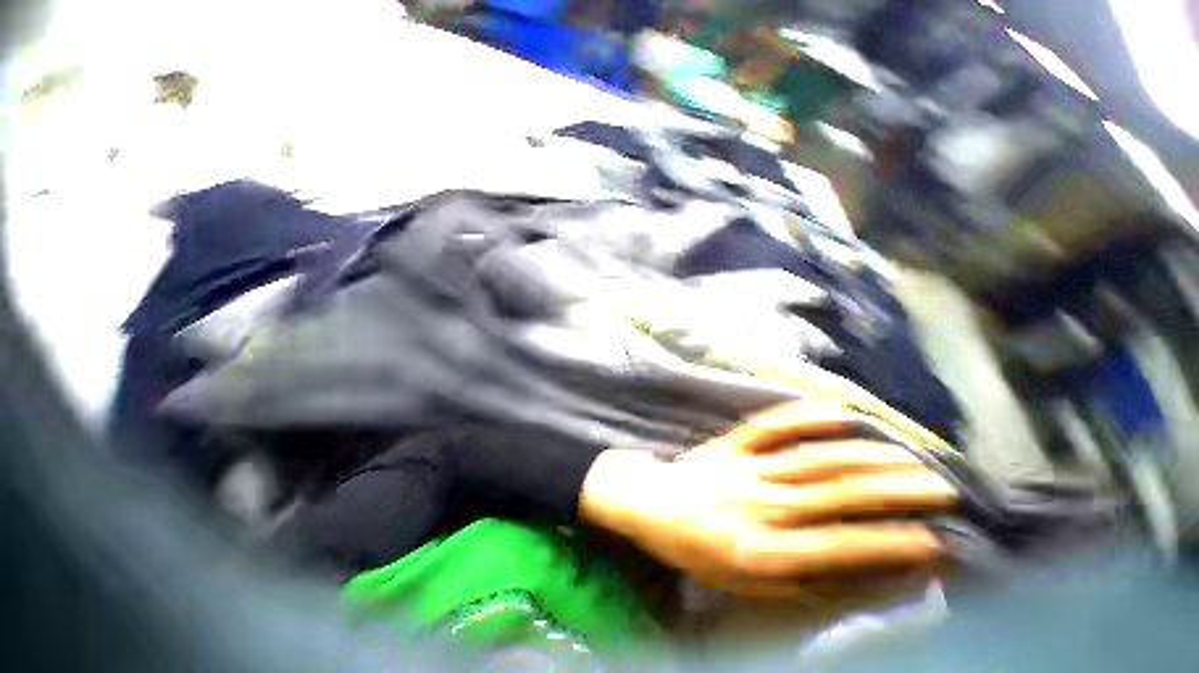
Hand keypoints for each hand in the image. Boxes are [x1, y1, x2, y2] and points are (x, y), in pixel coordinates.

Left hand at [579, 401, 956, 596]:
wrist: (652, 505)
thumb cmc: (697, 550)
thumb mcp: (744, 584)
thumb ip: (797, 581)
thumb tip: (853, 571)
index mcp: (763, 549)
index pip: (840, 546)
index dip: (891, 544)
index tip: (937, 540)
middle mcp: (760, 504)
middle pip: (835, 494)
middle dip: (894, 491)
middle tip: (942, 487)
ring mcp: (744, 467)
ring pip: (812, 458)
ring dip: (863, 456)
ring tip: (908, 456)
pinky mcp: (730, 443)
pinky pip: (769, 426)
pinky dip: (803, 416)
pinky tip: (837, 412)